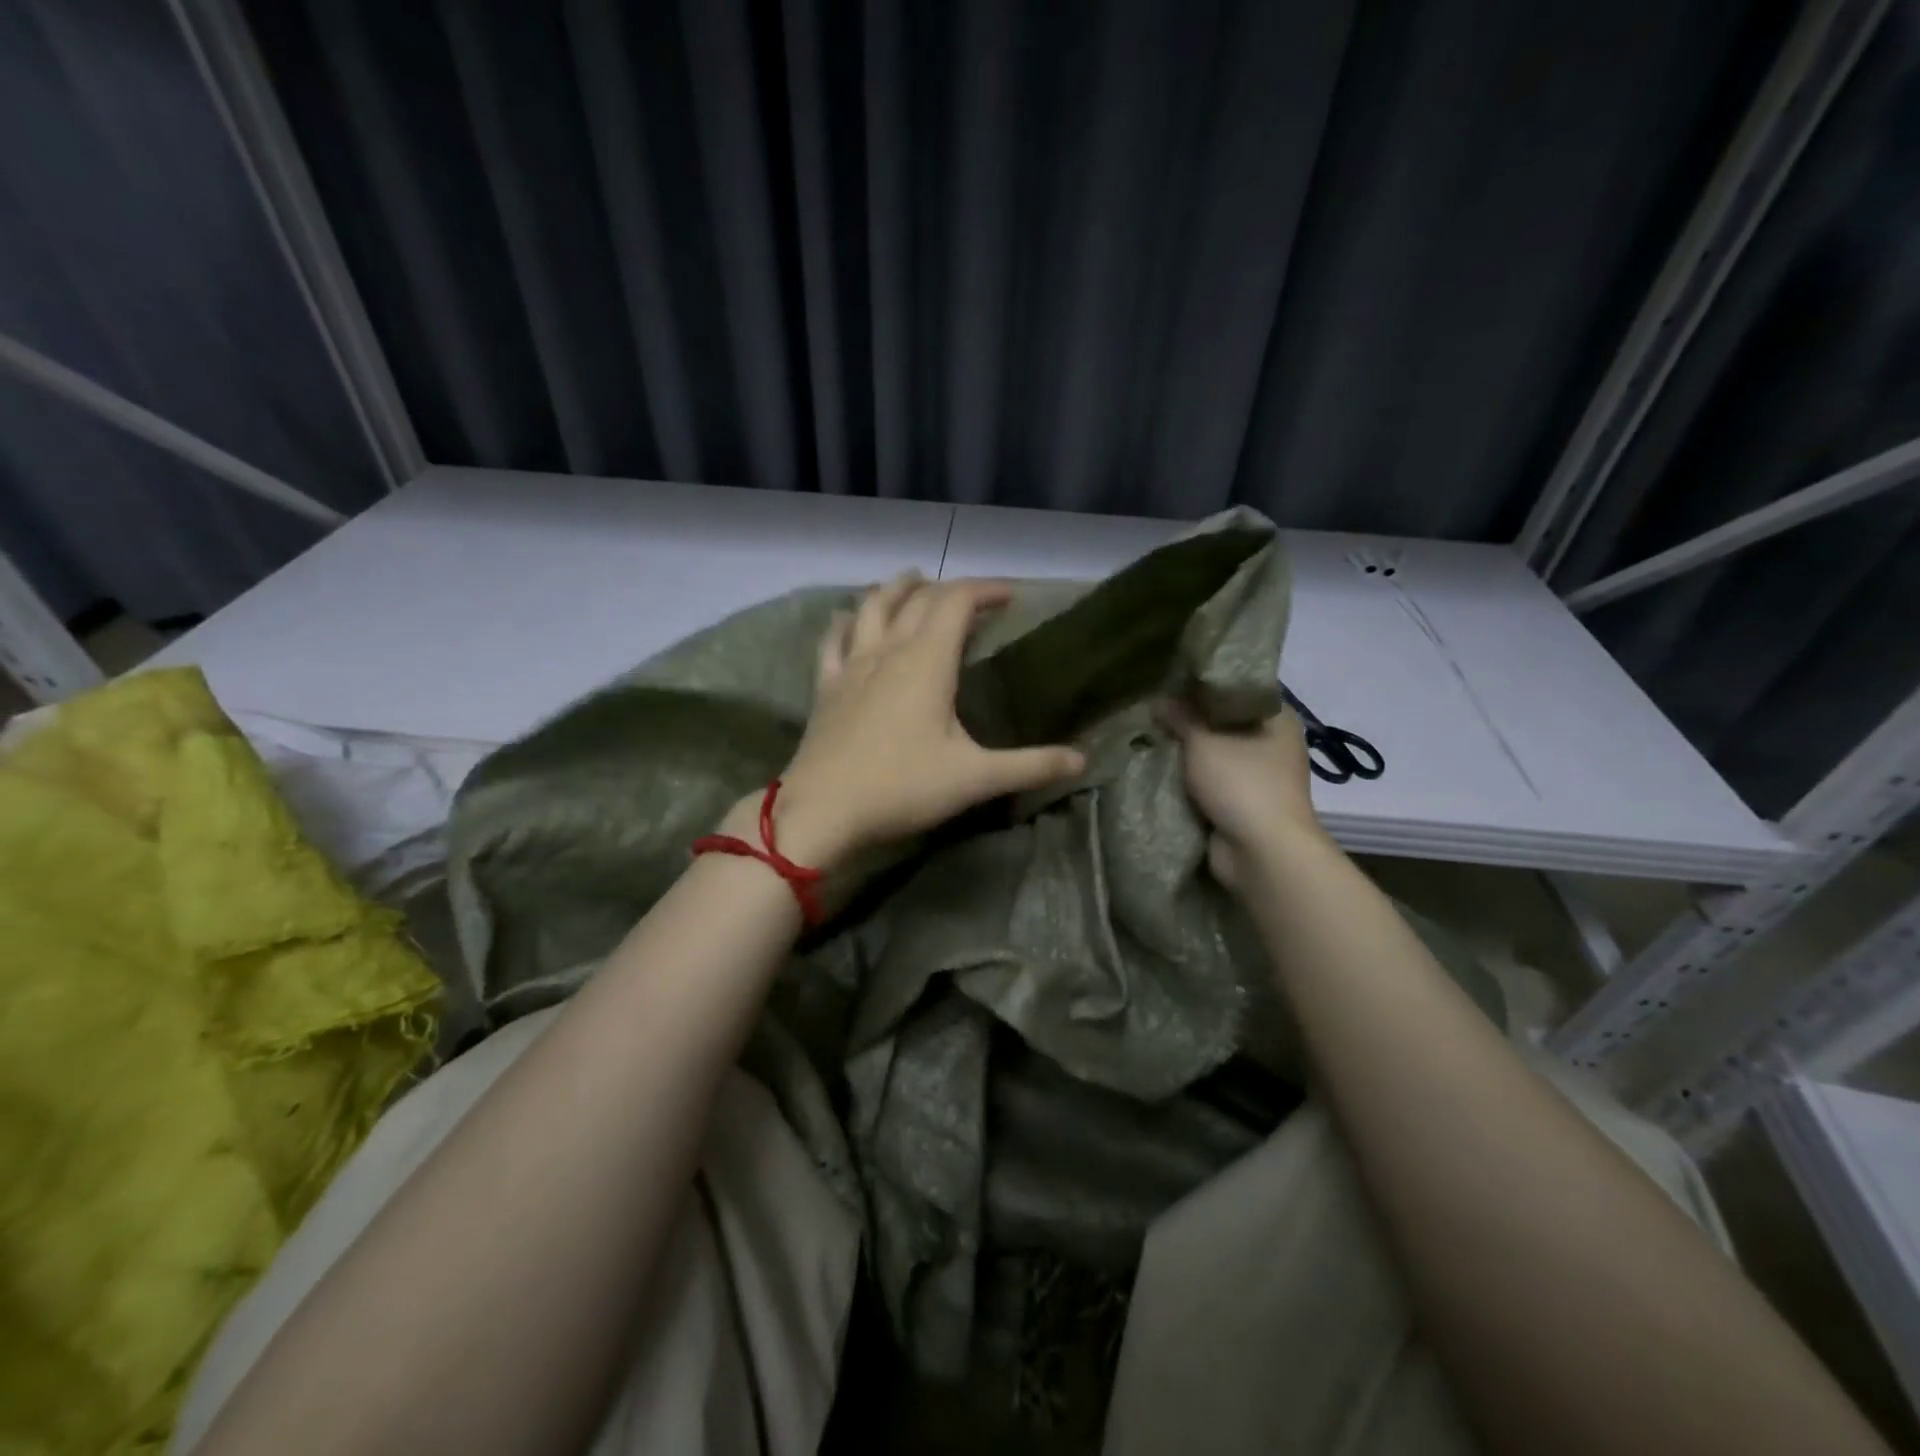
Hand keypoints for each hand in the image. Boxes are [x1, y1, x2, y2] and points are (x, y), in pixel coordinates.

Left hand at [764, 574, 1085, 867]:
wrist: (823, 809)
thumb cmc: (903, 787)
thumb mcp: (975, 778)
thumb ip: (1030, 766)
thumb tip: (1082, 760)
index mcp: (927, 661)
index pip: (958, 602)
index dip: (986, 589)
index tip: (1011, 595)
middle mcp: (889, 650)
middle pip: (918, 599)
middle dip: (949, 588)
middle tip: (972, 598)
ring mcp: (852, 665)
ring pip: (872, 607)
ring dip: (896, 589)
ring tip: (911, 582)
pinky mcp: (826, 686)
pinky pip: (833, 640)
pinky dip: (845, 621)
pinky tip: (846, 617)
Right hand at [1154, 700, 1326, 890]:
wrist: (1261, 853)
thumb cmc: (1242, 783)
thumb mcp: (1204, 740)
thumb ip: (1180, 716)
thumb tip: (1158, 700)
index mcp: (1278, 718)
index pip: (1239, 688)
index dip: (1205, 683)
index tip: (1172, 679)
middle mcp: (1273, 743)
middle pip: (1224, 721)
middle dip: (1189, 719)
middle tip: (1152, 708)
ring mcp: (1259, 776)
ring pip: (1214, 753)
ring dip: (1186, 752)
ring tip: (1148, 735)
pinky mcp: (1243, 804)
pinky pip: (1209, 782)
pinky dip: (1188, 778)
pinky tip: (1157, 767)